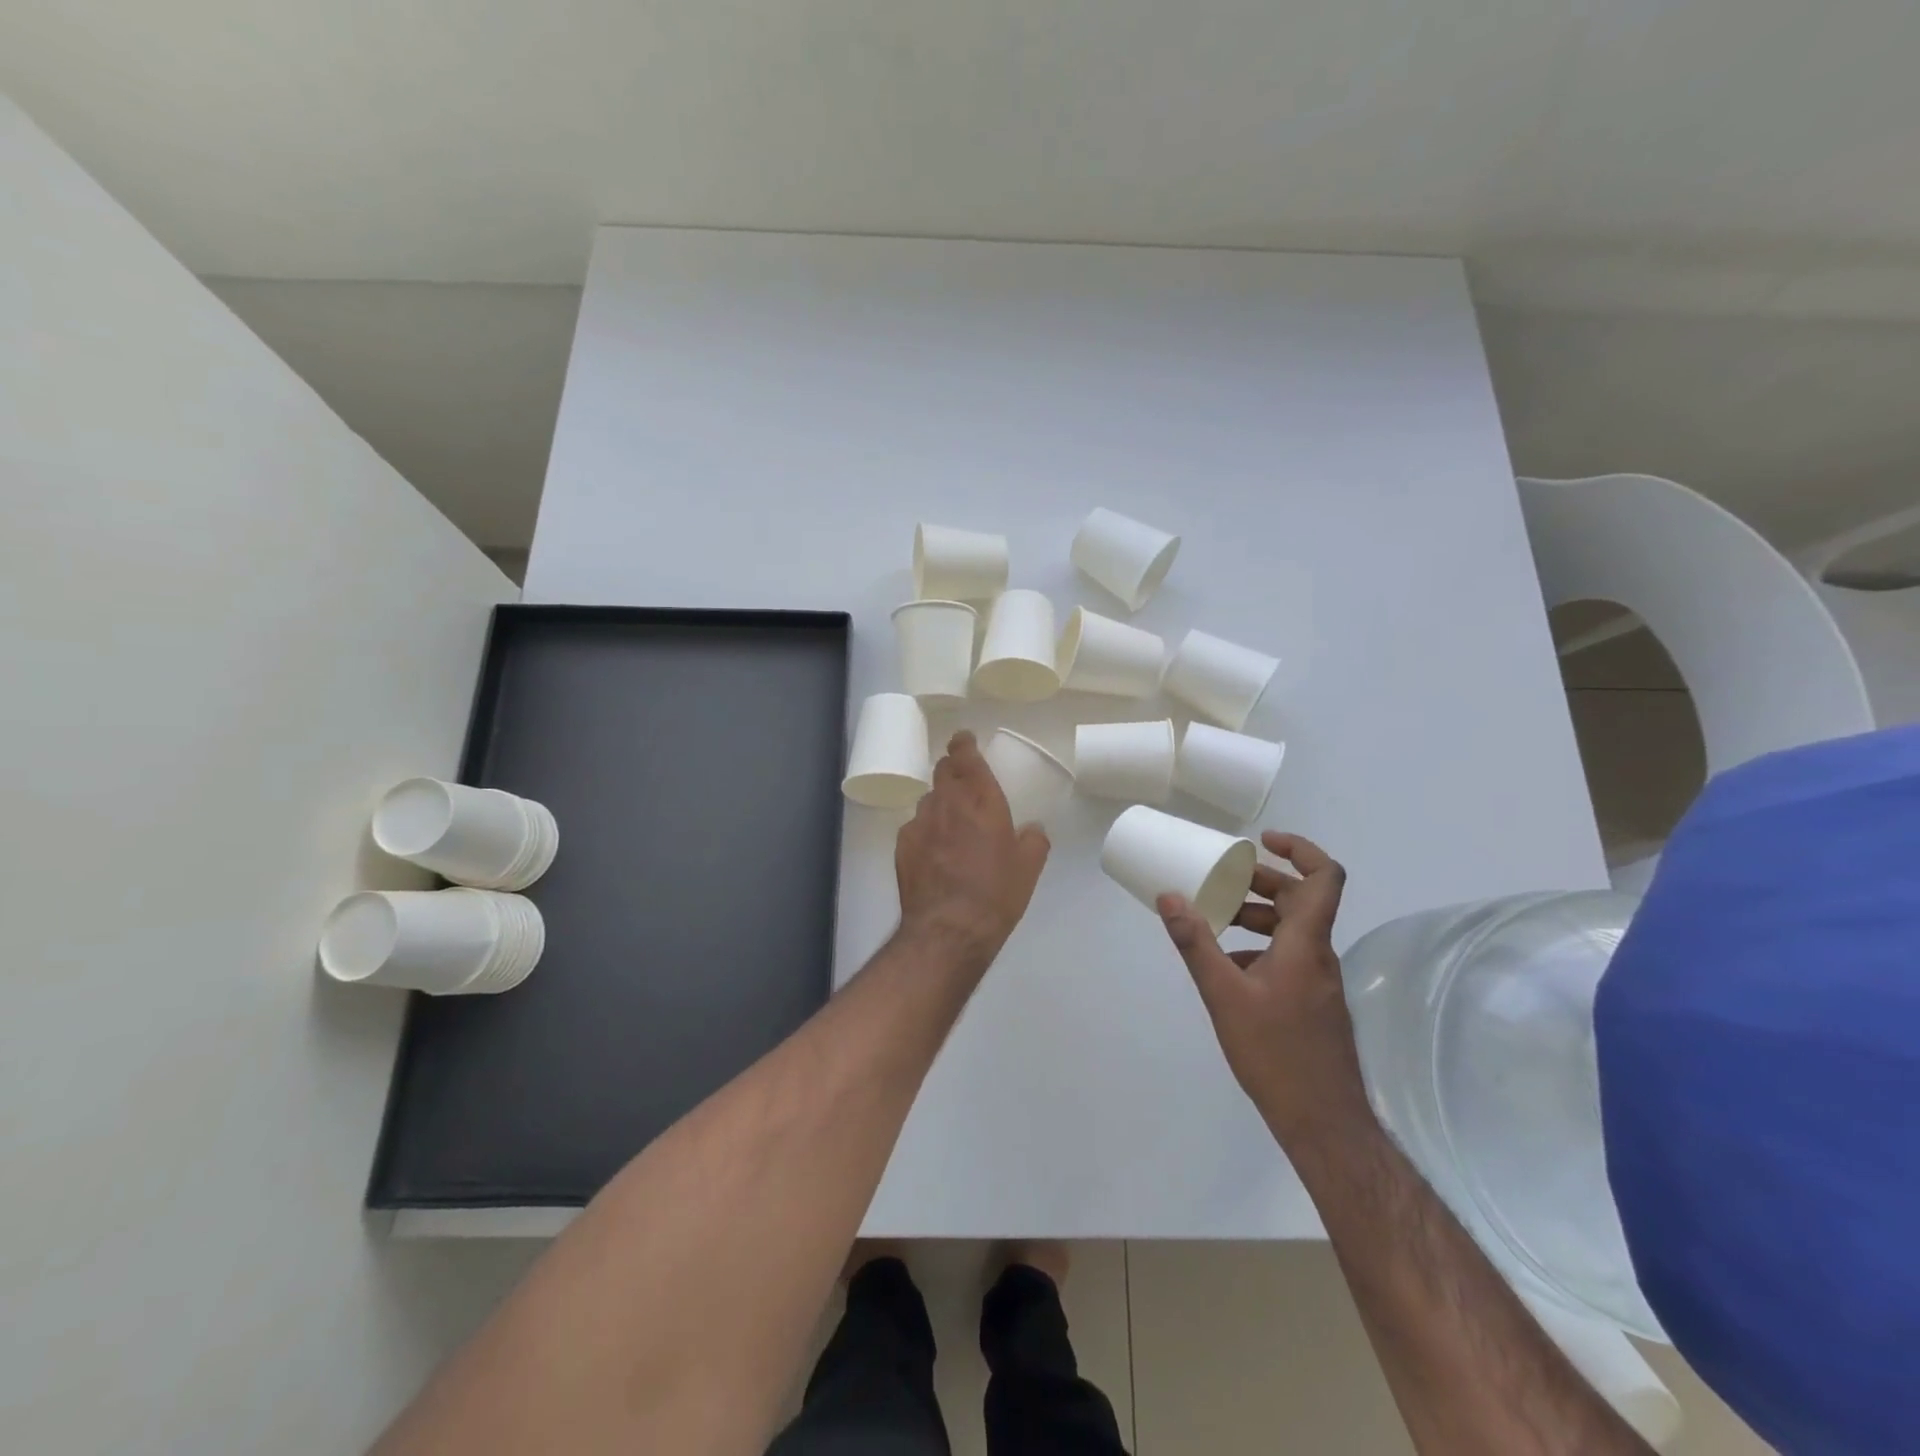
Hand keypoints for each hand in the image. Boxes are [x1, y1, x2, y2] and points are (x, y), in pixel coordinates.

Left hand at [895, 731, 1049, 970]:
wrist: (948, 930)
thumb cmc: (996, 895)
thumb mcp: (1029, 869)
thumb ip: (1034, 840)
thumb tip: (1032, 829)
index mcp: (982, 800)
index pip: (966, 756)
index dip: (963, 743)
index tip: (964, 740)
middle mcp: (947, 803)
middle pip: (943, 771)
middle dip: (952, 768)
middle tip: (963, 780)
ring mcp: (920, 823)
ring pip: (929, 799)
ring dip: (941, 803)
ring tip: (951, 825)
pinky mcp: (902, 845)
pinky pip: (915, 827)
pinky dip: (926, 830)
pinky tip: (935, 852)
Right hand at [1157, 831, 1367, 1148]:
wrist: (1323, 1122)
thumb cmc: (1276, 1053)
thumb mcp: (1224, 994)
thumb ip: (1196, 944)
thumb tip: (1169, 896)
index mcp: (1305, 943)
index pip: (1324, 877)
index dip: (1300, 849)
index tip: (1262, 841)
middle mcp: (1318, 955)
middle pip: (1301, 900)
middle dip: (1262, 882)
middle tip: (1222, 877)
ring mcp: (1318, 981)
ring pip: (1293, 930)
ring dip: (1258, 916)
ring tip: (1217, 919)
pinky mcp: (1312, 1003)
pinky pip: (1289, 957)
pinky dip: (1260, 948)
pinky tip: (1229, 967)